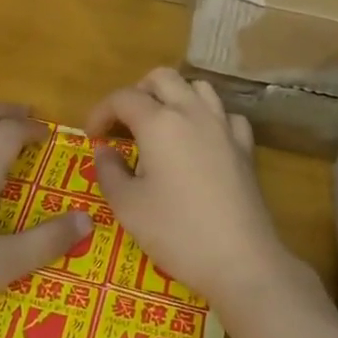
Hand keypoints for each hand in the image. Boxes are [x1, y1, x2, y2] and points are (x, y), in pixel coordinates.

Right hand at [87, 68, 294, 315]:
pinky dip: (209, 118)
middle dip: (138, 92)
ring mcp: (224, 127)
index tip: (91, 135)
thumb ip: (110, 171)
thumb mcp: (128, 207)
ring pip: (199, 87)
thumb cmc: (176, 232)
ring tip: (162, 125)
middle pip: (163, 78)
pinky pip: (226, 115)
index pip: (123, 97)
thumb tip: (105, 150)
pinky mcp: (246, 147)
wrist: (240, 259)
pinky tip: (201, 141)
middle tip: (125, 123)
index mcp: (159, 123)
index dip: (101, 111)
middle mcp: (193, 113)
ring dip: (175, 96)